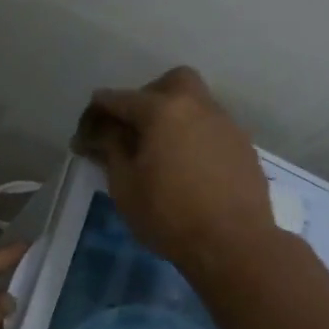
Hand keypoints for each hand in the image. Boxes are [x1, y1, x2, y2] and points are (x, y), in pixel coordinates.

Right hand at [71, 66, 275, 273]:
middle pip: (170, 83)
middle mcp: (198, 106)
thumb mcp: (125, 186)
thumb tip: (102, 132)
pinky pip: (212, 129)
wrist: (234, 244)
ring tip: (161, 152)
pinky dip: (195, 137)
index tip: (85, 135)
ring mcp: (226, 125)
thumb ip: (111, 149)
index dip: (97, 115)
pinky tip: (188, 168)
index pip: (120, 99)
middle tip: (134, 129)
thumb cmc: (169, 215)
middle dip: (147, 97)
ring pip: (196, 104)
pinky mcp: (243, 147)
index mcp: (164, 110)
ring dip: (174, 118)